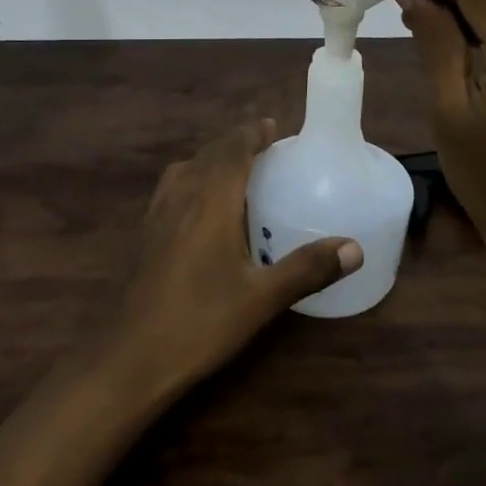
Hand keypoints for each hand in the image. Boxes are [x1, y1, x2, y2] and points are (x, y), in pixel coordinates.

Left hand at [107, 120, 361, 399]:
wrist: (131, 357)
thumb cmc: (201, 322)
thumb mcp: (262, 298)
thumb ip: (307, 268)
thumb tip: (354, 248)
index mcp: (211, 199)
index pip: (233, 149)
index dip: (252, 133)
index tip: (273, 128)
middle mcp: (182, 195)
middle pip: (210, 153)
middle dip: (236, 144)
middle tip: (265, 149)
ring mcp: (158, 213)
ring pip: (187, 168)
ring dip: (212, 159)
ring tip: (236, 172)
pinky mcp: (146, 233)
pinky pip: (173, 187)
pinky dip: (193, 179)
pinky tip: (202, 209)